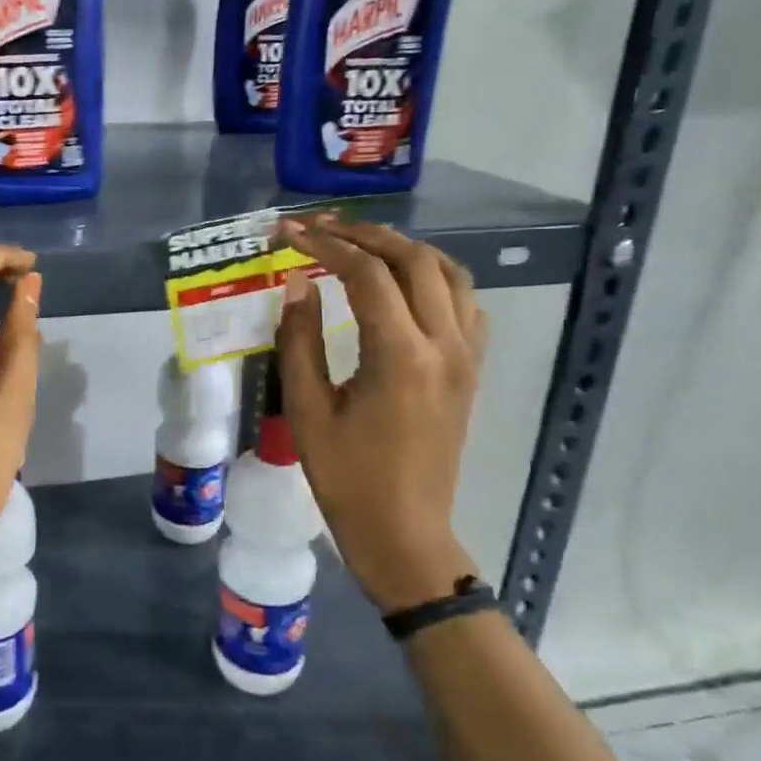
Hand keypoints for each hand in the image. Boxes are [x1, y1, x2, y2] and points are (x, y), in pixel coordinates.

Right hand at [273, 218, 485, 612]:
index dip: (325, 244)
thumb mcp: (307, 409)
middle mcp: (444, 345)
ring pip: (448, 274)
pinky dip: (434, 278)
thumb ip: (300, 339)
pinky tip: (402, 285)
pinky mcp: (472, 370)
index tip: (289, 232)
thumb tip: (298, 283)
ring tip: (360, 245)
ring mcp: (467, 357)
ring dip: (404, 249)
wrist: (404, 532)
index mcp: (400, 356)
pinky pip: (464, 303)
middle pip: (414, 260)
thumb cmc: (346, 477)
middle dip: (364, 235)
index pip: (366, 274)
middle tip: (320, 228)